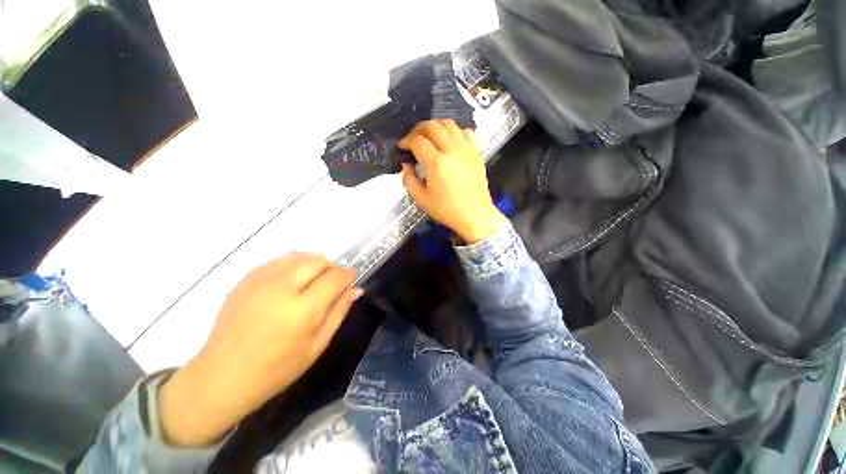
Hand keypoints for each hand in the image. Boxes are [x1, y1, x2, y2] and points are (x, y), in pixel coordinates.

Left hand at [159, 253, 361, 446]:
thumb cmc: (276, 369)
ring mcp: (261, 281)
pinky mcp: (246, 279)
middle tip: (332, 283)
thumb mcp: (317, 346)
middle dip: (332, 268)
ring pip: (300, 256)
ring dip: (314, 264)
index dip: (348, 275)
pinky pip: (280, 260)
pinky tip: (292, 282)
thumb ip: (339, 312)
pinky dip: (294, 265)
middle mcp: (282, 288)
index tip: (351, 280)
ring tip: (314, 281)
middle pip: (319, 260)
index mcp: (303, 310)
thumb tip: (356, 289)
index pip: (336, 277)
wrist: (221, 376)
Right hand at [400, 120, 507, 243]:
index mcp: (437, 164)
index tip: (401, 147)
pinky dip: (455, 131)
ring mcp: (467, 150)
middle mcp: (453, 151)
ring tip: (429, 137)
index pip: (418, 141)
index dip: (406, 141)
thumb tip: (406, 165)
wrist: (475, 216)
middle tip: (412, 139)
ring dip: (436, 126)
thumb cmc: (447, 210)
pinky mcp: (476, 153)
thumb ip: (409, 180)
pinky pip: (466, 132)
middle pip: (433, 126)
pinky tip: (450, 141)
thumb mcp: (422, 200)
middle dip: (418, 129)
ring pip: (450, 124)